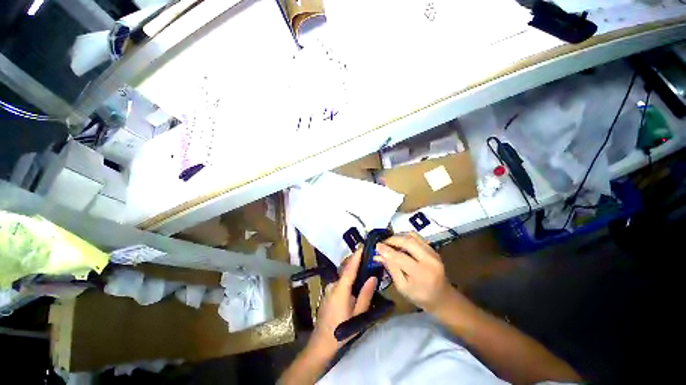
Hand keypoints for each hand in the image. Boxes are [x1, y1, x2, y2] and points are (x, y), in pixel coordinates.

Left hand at [309, 248, 377, 356]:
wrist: (320, 344)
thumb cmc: (341, 331)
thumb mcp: (358, 315)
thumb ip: (365, 294)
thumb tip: (373, 277)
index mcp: (340, 289)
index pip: (350, 268)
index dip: (356, 256)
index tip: (362, 246)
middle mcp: (333, 285)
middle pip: (346, 270)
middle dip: (356, 263)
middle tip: (368, 260)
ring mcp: (328, 289)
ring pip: (343, 277)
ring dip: (352, 272)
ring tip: (364, 272)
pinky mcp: (327, 293)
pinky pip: (339, 282)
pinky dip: (347, 280)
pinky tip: (355, 286)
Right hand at [375, 232, 450, 312]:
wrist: (442, 297)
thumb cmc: (420, 296)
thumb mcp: (402, 287)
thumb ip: (391, 269)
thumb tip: (378, 255)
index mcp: (421, 274)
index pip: (400, 257)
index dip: (387, 250)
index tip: (376, 246)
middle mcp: (429, 260)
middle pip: (408, 242)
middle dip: (392, 240)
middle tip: (383, 242)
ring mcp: (433, 253)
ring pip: (413, 237)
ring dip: (399, 237)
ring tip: (390, 242)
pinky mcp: (433, 249)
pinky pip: (418, 237)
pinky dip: (406, 237)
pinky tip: (400, 242)